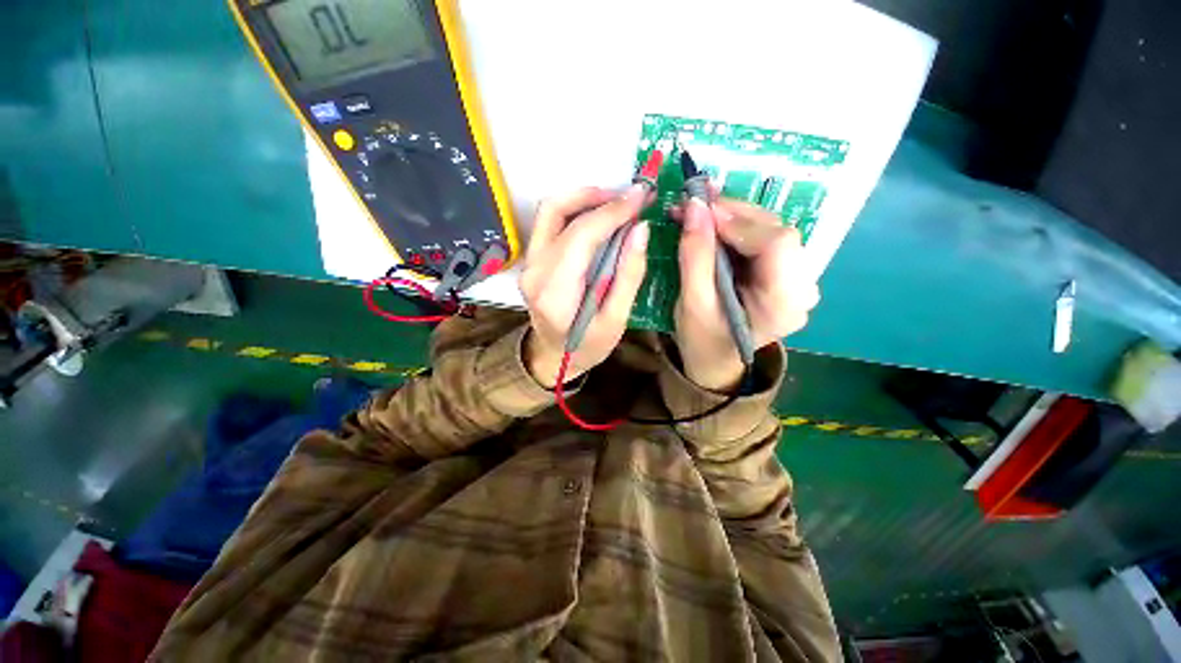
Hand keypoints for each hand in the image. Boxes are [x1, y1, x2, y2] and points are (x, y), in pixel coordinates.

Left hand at [519, 186, 650, 386]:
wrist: (552, 358)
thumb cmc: (586, 347)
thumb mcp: (615, 321)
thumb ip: (628, 275)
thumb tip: (641, 229)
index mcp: (555, 290)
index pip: (581, 235)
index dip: (613, 211)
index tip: (642, 196)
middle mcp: (534, 270)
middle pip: (556, 210)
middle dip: (596, 195)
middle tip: (628, 198)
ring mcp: (528, 263)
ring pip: (550, 210)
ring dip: (583, 199)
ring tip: (616, 204)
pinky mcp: (532, 260)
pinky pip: (550, 223)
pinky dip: (576, 211)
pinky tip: (599, 218)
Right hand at [674, 197, 819, 390]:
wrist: (715, 359)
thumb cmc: (702, 339)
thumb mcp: (692, 302)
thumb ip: (695, 255)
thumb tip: (693, 206)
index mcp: (784, 304)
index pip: (777, 244)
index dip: (739, 222)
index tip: (699, 212)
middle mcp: (802, 288)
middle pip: (776, 232)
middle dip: (732, 214)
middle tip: (693, 205)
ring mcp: (798, 279)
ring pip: (770, 230)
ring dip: (733, 217)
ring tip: (699, 212)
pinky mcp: (785, 272)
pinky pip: (763, 238)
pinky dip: (736, 227)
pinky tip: (714, 224)